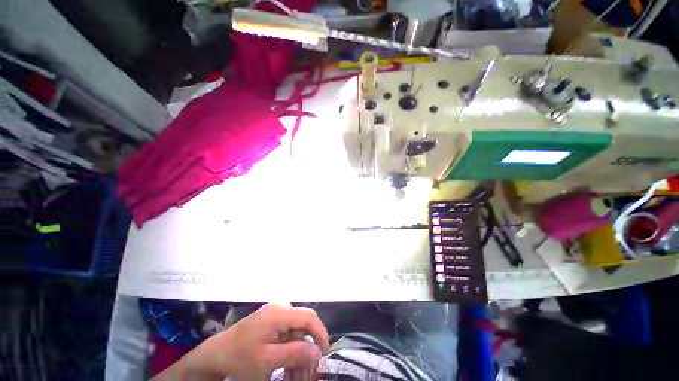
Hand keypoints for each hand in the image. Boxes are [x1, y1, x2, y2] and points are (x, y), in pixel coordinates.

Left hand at [153, 303, 328, 380]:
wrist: (216, 354)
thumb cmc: (240, 358)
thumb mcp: (267, 361)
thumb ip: (294, 354)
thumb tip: (317, 351)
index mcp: (279, 313)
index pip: (309, 317)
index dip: (320, 333)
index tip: (324, 354)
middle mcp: (280, 307)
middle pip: (303, 324)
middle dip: (308, 348)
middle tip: (309, 371)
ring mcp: (276, 312)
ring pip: (297, 331)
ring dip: (299, 352)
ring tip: (296, 374)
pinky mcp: (272, 319)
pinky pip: (288, 332)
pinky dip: (291, 348)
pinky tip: (287, 365)